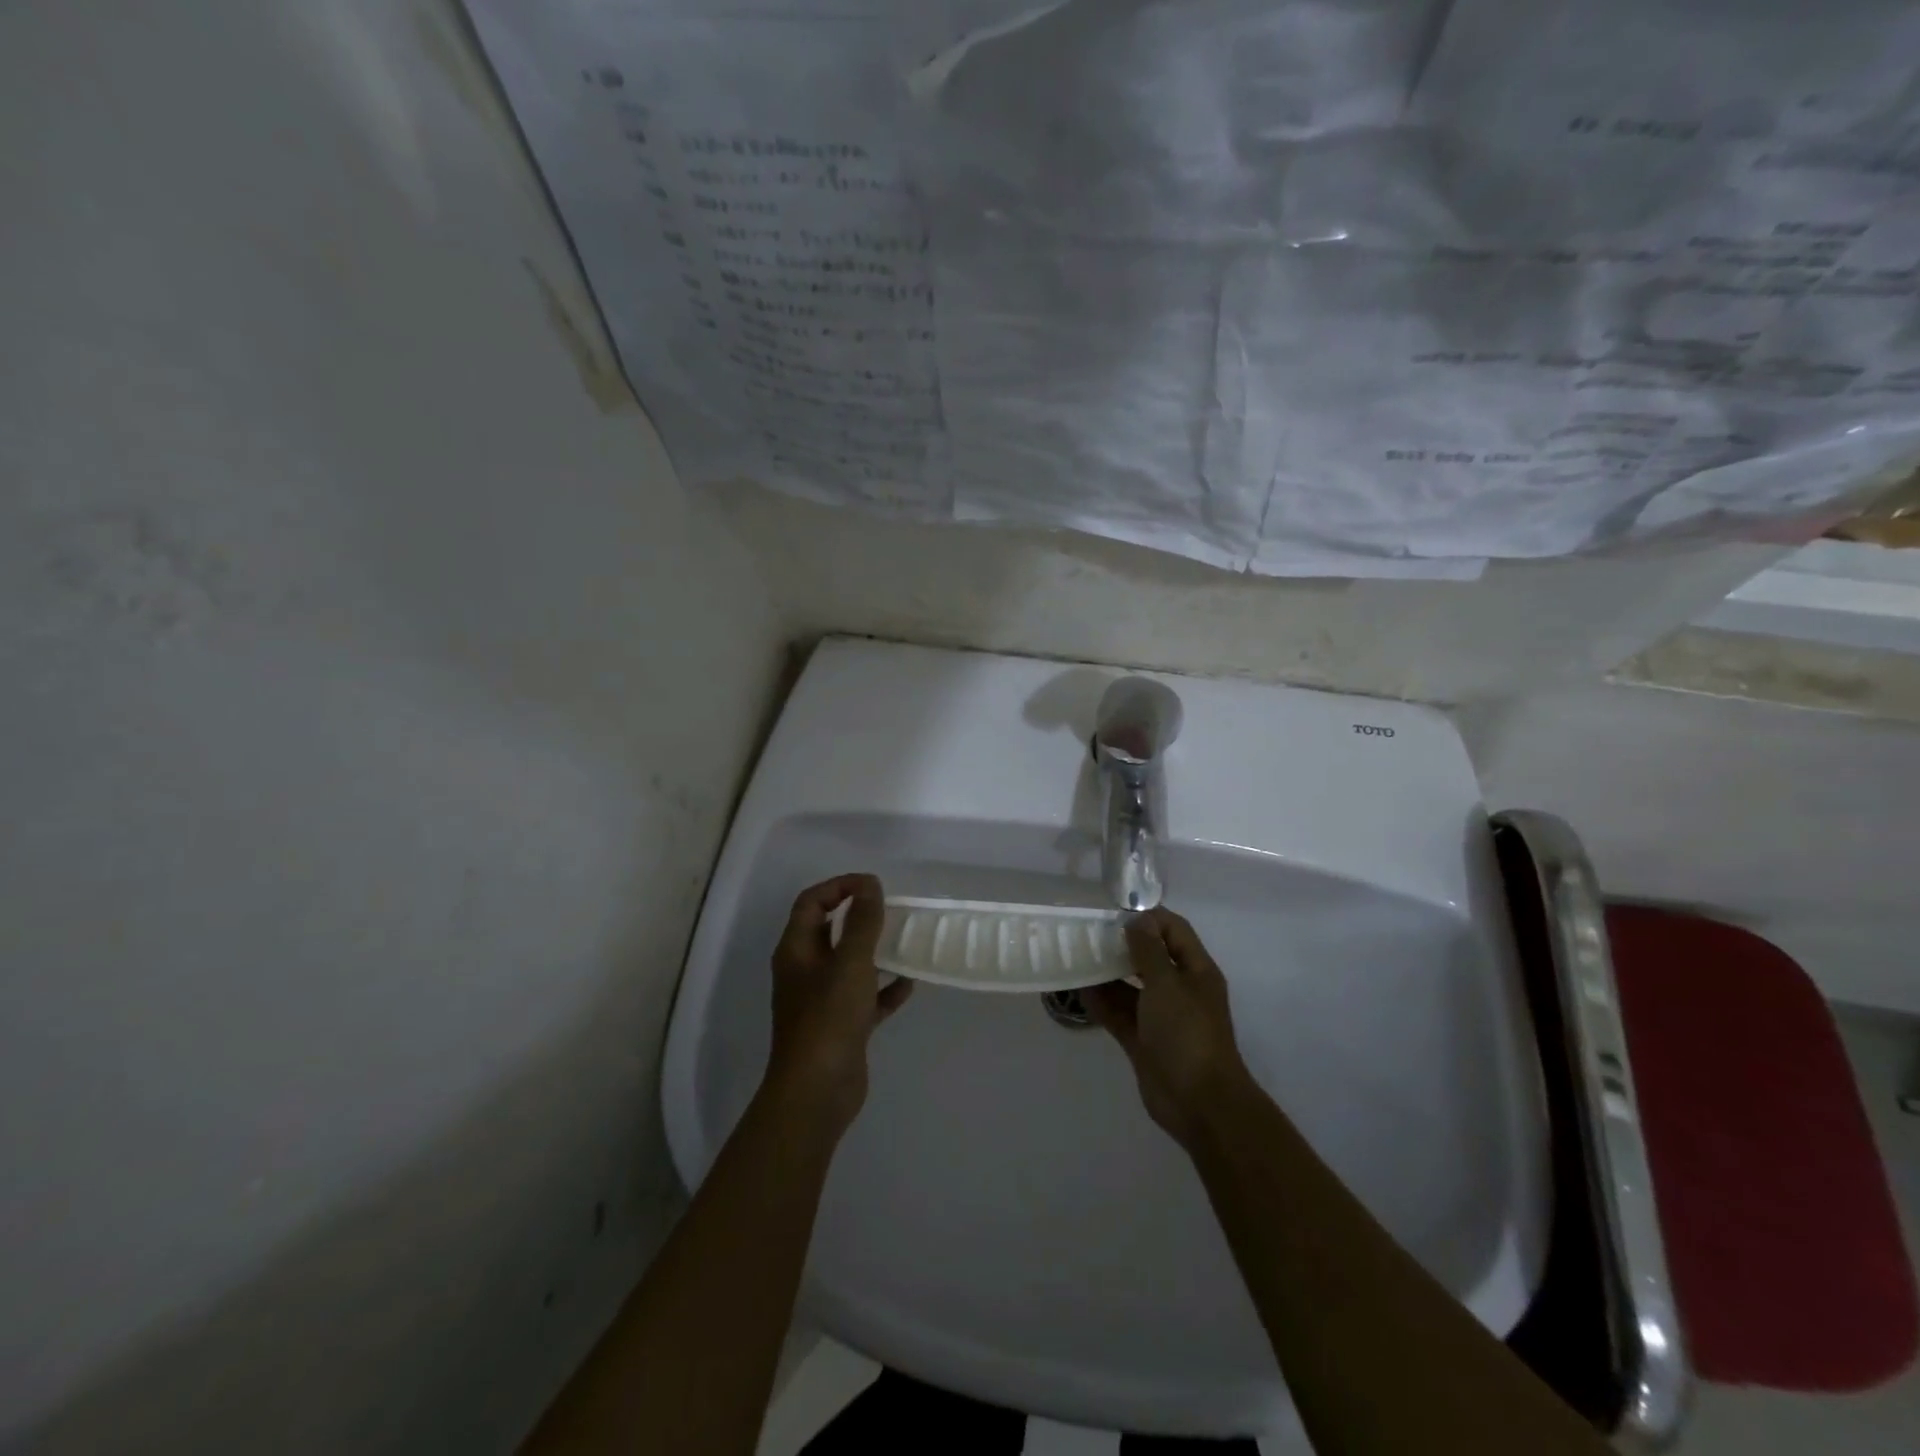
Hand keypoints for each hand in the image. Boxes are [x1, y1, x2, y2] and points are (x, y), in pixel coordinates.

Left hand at [763, 873, 913, 1136]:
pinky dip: (885, 988)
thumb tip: (869, 884)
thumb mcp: (850, 963)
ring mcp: (822, 1000)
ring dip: (875, 951)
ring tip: (905, 940)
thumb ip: (862, 922)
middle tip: (892, 910)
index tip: (873, 886)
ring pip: (849, 964)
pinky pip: (865, 997)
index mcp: (796, 950)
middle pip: (830, 931)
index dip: (839, 886)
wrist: (817, 1092)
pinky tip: (910, 983)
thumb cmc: (828, 1019)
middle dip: (859, 916)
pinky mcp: (841, 1026)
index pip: (811, 902)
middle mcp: (805, 971)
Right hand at [1083, 907, 1254, 1147]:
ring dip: (1107, 973)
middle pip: (1149, 957)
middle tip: (1087, 933)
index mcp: (1195, 971)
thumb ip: (1149, 950)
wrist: (1199, 1103)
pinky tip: (1077, 989)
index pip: (1173, 930)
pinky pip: (1119, 1014)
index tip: (1113, 911)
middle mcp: (1179, 989)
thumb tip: (1137, 919)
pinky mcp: (1143, 1040)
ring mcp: (1160, 1016)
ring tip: (1076, 957)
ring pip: (1130, 986)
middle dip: (1121, 944)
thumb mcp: (1167, 984)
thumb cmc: (1187, 1033)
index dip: (1147, 917)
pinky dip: (1101, 1002)